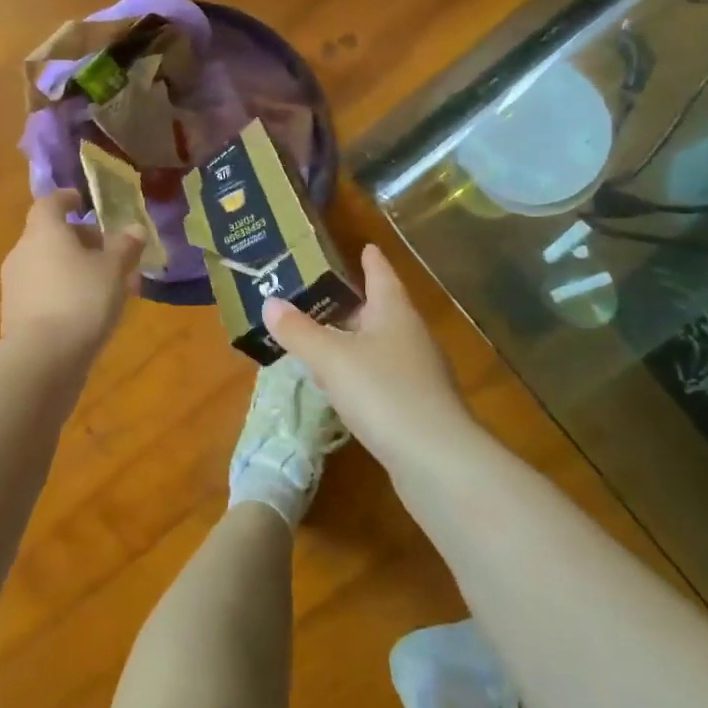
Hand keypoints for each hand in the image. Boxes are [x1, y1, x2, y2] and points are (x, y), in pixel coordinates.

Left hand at [1, 190, 144, 358]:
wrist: (42, 359)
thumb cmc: (81, 299)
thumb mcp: (114, 270)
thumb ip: (125, 247)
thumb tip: (135, 229)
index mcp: (43, 232)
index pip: (50, 203)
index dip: (67, 199)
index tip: (84, 202)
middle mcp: (22, 253)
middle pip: (50, 236)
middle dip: (81, 241)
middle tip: (111, 253)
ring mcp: (15, 286)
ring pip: (49, 266)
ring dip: (75, 269)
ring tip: (107, 286)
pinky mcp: (15, 316)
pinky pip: (44, 293)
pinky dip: (65, 293)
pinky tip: (88, 312)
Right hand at [262, 245, 483, 472]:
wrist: (438, 462)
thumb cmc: (384, 393)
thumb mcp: (332, 359)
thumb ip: (299, 331)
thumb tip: (269, 302)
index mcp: (394, 313)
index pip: (382, 275)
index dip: (370, 260)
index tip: (363, 245)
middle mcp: (411, 336)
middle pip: (381, 309)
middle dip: (353, 302)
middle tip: (320, 294)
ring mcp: (419, 373)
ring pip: (381, 345)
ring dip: (354, 339)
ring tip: (323, 338)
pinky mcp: (418, 406)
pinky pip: (383, 376)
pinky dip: (361, 372)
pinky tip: (343, 387)